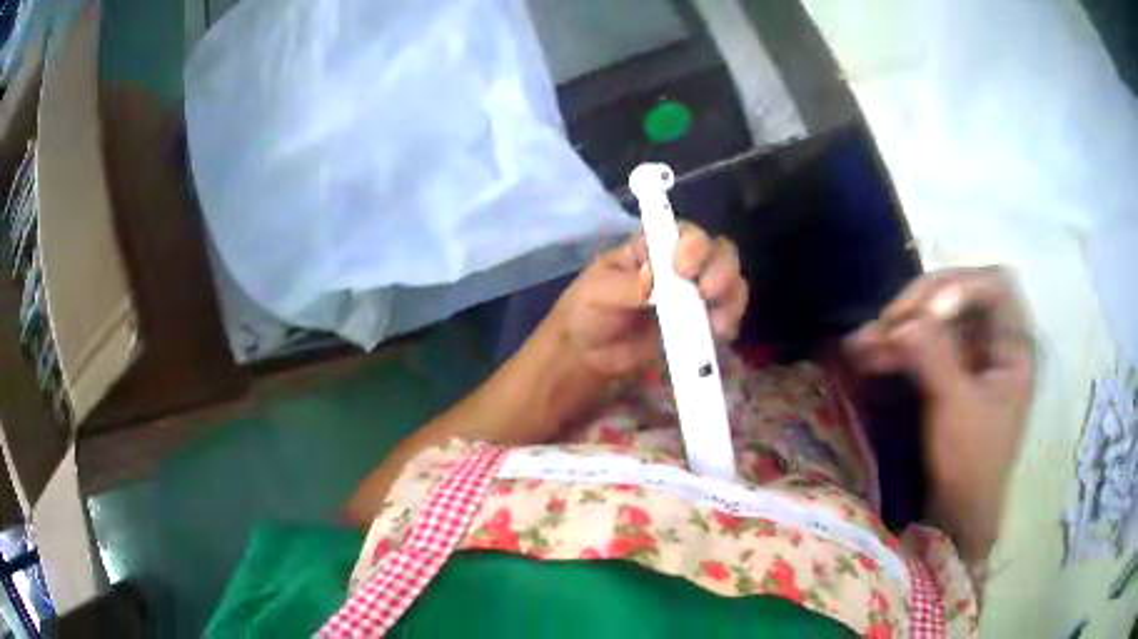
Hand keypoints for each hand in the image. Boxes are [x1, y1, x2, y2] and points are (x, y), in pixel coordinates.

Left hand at [550, 223, 748, 378]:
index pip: (684, 232)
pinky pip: (727, 317)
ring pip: (730, 283)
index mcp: (653, 247)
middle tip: (706, 292)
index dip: (693, 244)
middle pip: (718, 252)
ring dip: (730, 298)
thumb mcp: (599, 292)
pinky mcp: (700, 325)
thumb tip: (663, 286)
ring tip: (715, 322)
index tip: (684, 268)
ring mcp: (694, 296)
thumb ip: (630, 287)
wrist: (587, 355)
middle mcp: (681, 265)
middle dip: (720, 269)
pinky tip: (717, 334)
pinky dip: (730, 322)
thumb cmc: (586, 311)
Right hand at [845, 267, 1034, 561]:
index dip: (960, 286)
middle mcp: (996, 342)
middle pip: (961, 294)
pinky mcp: (951, 372)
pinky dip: (899, 345)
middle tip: (888, 323)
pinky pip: (925, 343)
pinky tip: (869, 351)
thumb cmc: (971, 466)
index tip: (927, 313)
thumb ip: (935, 357)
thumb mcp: (956, 410)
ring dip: (903, 324)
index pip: (994, 284)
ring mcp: (973, 356)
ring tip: (866, 340)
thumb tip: (904, 320)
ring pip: (938, 318)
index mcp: (1015, 346)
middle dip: (922, 303)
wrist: (959, 514)